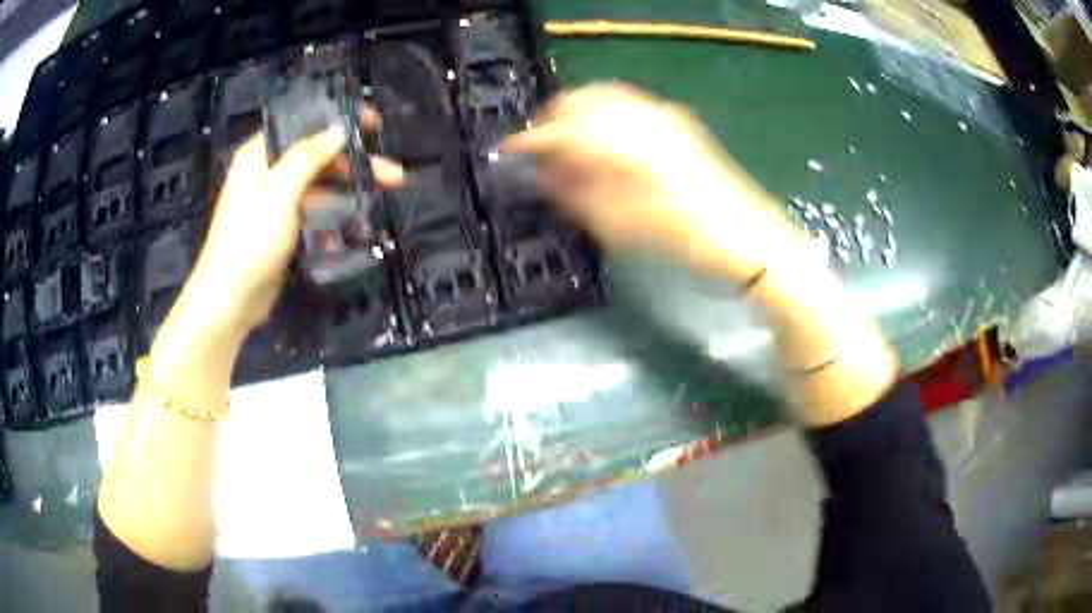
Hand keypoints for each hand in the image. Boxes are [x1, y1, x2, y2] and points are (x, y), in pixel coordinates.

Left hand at [187, 115, 404, 336]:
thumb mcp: (279, 193)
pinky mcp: (282, 229)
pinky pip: (313, 213)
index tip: (371, 124)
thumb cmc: (250, 242)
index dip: (337, 120)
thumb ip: (308, 156)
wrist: (230, 302)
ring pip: (319, 186)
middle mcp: (267, 173)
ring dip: (348, 192)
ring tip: (382, 199)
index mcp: (260, 155)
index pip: (302, 125)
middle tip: (392, 174)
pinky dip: (332, 219)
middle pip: (317, 157)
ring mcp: (275, 202)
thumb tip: (339, 129)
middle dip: (353, 163)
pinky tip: (351, 232)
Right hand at [502, 83, 802, 281]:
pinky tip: (601, 137)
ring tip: (566, 141)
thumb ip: (575, 194)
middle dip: (552, 119)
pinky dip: (604, 114)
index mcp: (622, 143)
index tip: (509, 152)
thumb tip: (544, 174)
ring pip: (604, 97)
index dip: (530, 141)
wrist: (746, 238)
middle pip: (580, 100)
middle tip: (537, 147)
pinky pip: (627, 104)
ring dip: (577, 113)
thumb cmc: (682, 240)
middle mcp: (639, 116)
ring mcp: (662, 114)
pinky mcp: (677, 121)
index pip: (561, 130)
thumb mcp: (619, 226)